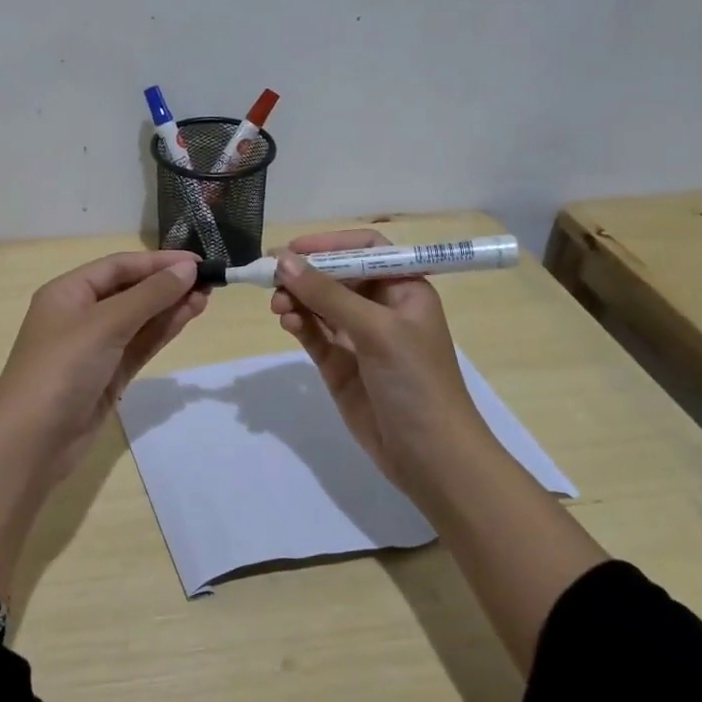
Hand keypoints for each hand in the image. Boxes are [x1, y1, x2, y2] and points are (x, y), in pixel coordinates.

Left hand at [0, 250, 205, 598]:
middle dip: (167, 284)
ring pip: (138, 319)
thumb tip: (188, 268)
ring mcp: (94, 348)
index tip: (198, 261)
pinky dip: (162, 331)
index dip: (158, 262)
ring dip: (170, 307)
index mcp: (67, 292)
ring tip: (207, 297)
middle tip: (210, 281)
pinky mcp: (108, 375)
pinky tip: (187, 318)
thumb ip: (149, 296)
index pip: (118, 266)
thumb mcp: (105, 325)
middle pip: (130, 290)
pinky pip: (139, 345)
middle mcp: (80, 314)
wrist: (32, 443)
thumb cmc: (61, 370)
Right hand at [269, 230, 485, 502]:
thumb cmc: (416, 381)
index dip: (330, 244)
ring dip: (297, 299)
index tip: (294, 249)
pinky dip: (299, 325)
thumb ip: (328, 294)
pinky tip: (287, 322)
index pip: (366, 249)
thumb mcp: (377, 330)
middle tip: (271, 277)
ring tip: (278, 306)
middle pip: (336, 276)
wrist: (430, 457)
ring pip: (320, 305)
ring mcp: (359, 338)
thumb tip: (282, 260)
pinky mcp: (340, 366)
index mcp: (405, 289)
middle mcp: (381, 308)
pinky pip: (314, 334)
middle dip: (306, 274)